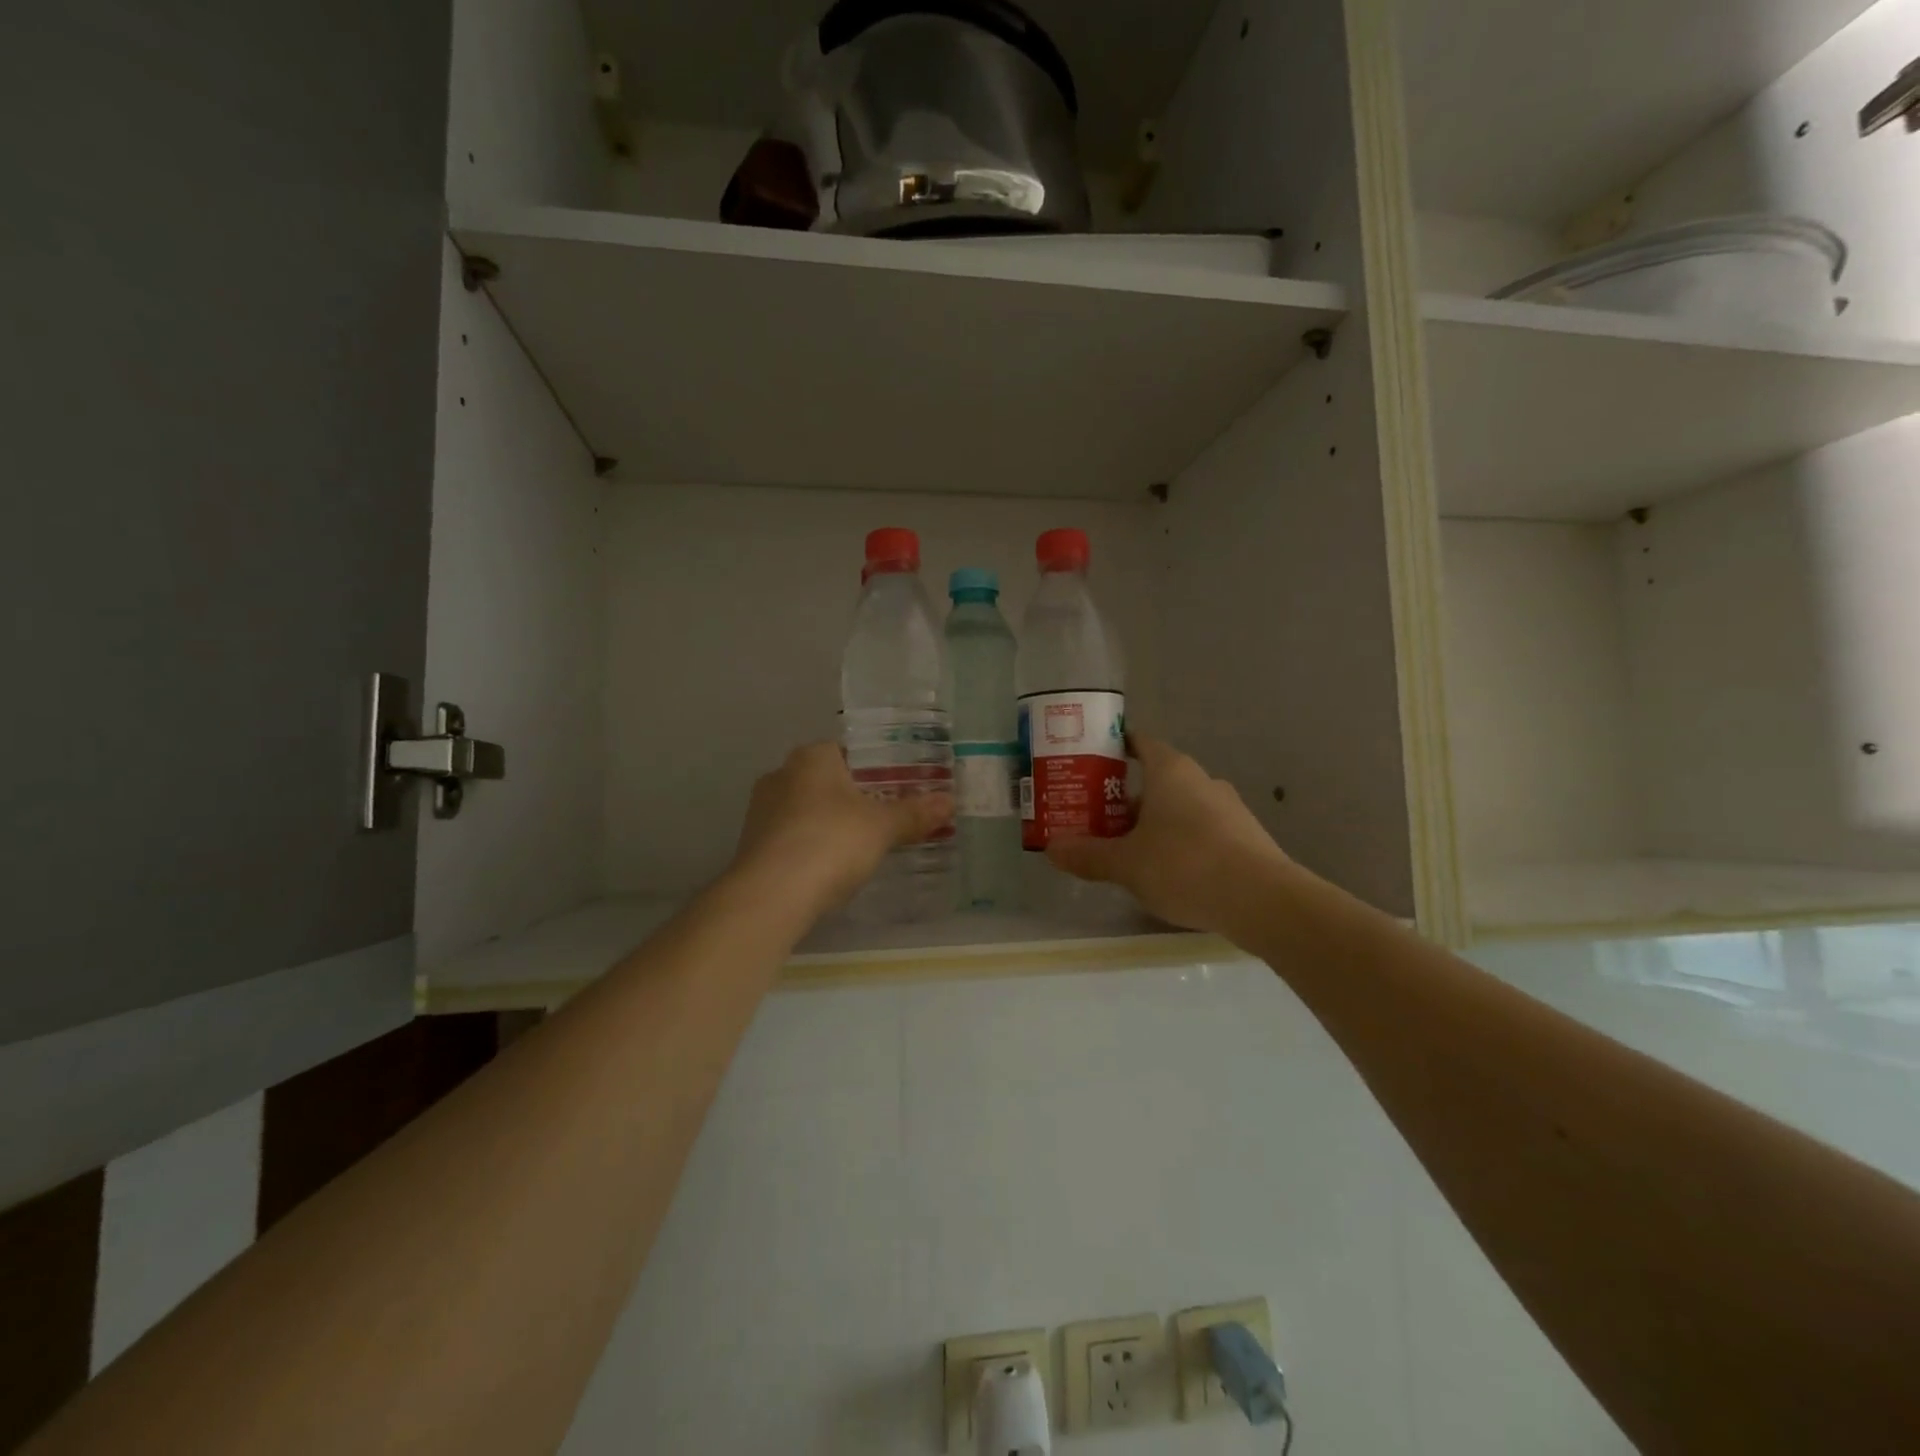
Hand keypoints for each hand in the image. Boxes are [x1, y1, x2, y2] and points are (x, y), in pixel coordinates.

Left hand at [732, 742, 952, 915]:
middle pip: (827, 781)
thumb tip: (949, 801)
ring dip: (830, 824)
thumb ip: (914, 813)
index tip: (898, 790)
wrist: (771, 895)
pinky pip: (792, 837)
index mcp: (812, 757)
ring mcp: (761, 810)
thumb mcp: (882, 827)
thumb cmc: (831, 842)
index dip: (875, 769)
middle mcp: (781, 774)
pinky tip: (829, 868)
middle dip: (853, 798)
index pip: (848, 752)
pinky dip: (811, 847)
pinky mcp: (751, 844)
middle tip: (885, 819)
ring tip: (861, 847)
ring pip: (807, 810)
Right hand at [1045, 736, 1290, 933]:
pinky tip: (1167, 873)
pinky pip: (1201, 830)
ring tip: (1127, 850)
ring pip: (1180, 807)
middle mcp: (1201, 780)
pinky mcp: (1245, 837)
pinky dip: (1180, 842)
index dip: (1115, 749)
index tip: (1092, 762)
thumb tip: (1051, 849)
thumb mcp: (1126, 864)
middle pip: (1157, 779)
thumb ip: (1088, 855)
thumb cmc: (1185, 865)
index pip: (1140, 743)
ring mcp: (1228, 808)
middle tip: (1097, 819)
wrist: (1264, 901)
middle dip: (1126, 798)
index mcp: (1171, 771)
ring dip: (1154, 823)